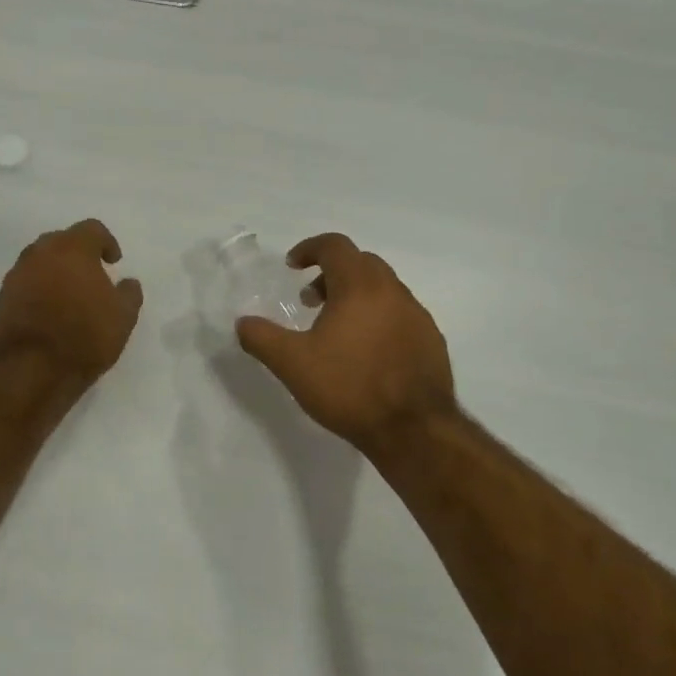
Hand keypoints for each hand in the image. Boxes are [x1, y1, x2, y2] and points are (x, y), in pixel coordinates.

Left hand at [0, 219, 143, 385]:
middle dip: (78, 252)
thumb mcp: (124, 317)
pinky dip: (39, 288)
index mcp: (72, 249)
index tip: (113, 262)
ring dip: (56, 270)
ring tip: (70, 294)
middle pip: (61, 240)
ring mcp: (17, 274)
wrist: (33, 369)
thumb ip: (129, 293)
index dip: (106, 242)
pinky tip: (50, 310)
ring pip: (40, 260)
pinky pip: (26, 282)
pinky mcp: (2, 297)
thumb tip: (128, 282)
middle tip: (91, 274)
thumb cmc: (86, 336)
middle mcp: (41, 253)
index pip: (92, 229)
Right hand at [236, 233, 455, 453]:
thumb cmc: (349, 388)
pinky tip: (367, 353)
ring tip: (336, 330)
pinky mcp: (432, 340)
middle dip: (332, 273)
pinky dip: (379, 317)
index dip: (309, 249)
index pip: (335, 246)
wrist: (413, 430)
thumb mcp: (292, 364)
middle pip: (361, 263)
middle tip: (311, 300)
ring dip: (356, 296)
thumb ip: (262, 338)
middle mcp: (393, 291)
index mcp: (360, 286)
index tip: (292, 266)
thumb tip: (243, 322)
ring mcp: (418, 315)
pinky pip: (400, 314)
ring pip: (383, 289)